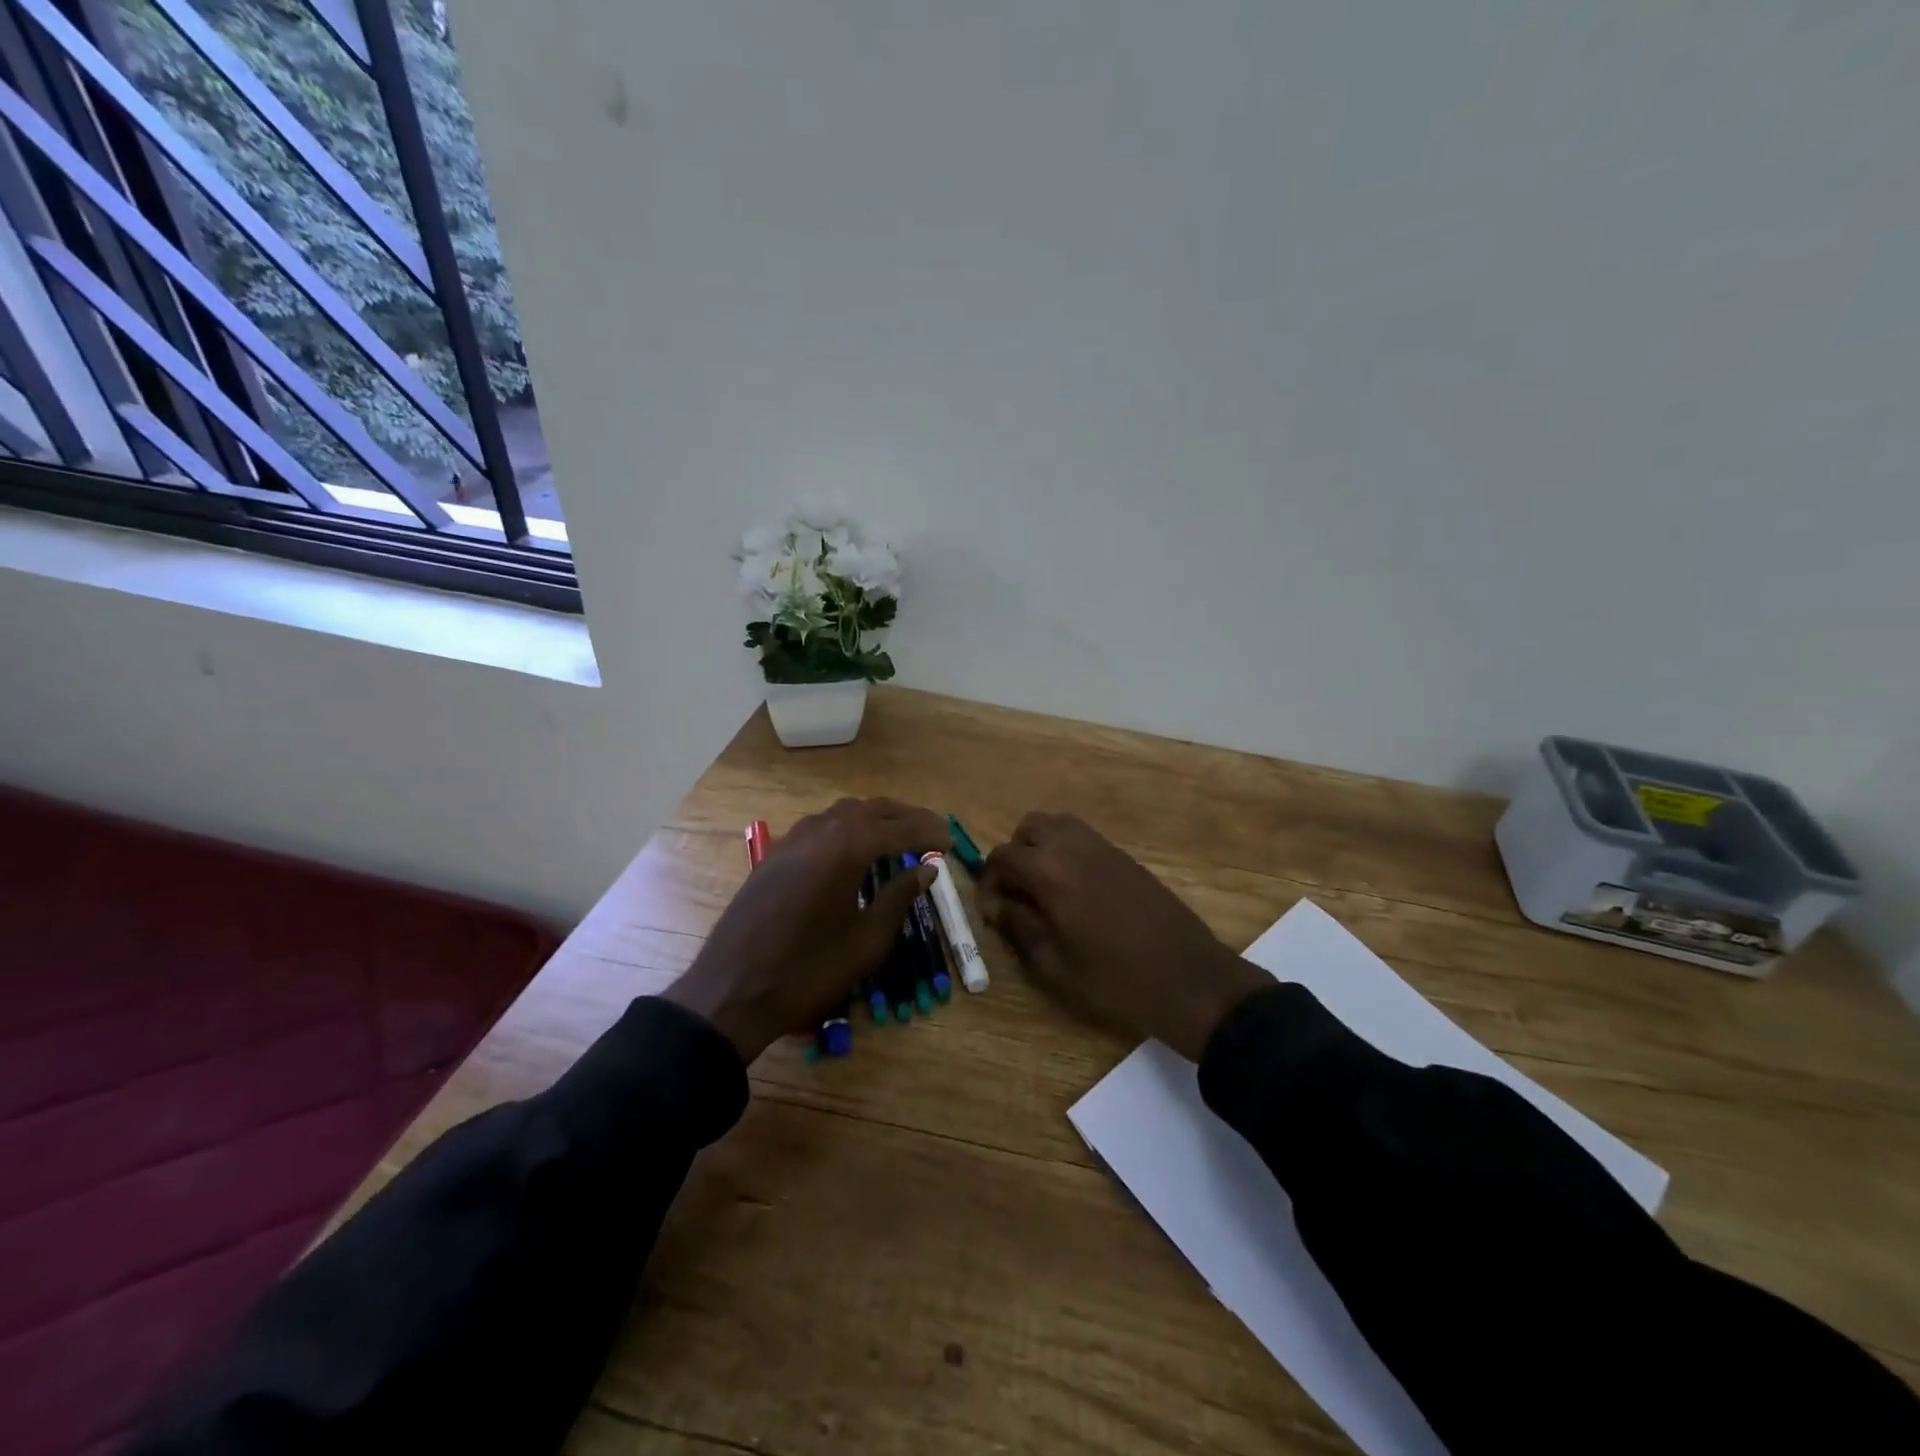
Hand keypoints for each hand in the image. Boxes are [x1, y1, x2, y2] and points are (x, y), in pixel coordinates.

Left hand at [663, 798, 948, 1060]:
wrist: (732, 990)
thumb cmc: (809, 971)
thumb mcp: (866, 941)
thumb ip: (898, 897)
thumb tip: (926, 870)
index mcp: (846, 848)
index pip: (898, 828)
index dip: (927, 832)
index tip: (949, 839)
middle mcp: (819, 831)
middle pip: (871, 809)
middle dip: (905, 816)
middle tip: (932, 830)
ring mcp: (792, 840)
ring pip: (842, 813)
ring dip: (875, 817)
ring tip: (898, 833)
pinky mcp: (774, 854)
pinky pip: (819, 826)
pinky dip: (846, 828)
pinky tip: (854, 848)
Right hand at [980, 812, 1269, 1061]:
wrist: (1188, 978)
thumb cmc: (1115, 979)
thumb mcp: (1055, 964)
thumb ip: (1019, 927)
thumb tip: (997, 905)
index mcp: (1050, 872)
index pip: (1002, 856)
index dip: (990, 882)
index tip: (994, 911)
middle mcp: (1074, 847)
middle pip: (1029, 828)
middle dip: (1014, 855)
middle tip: (1018, 894)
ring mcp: (1103, 847)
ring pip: (1058, 825)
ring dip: (1041, 847)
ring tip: (1044, 889)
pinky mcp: (1124, 856)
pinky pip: (1083, 836)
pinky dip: (1067, 850)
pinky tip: (1074, 890)